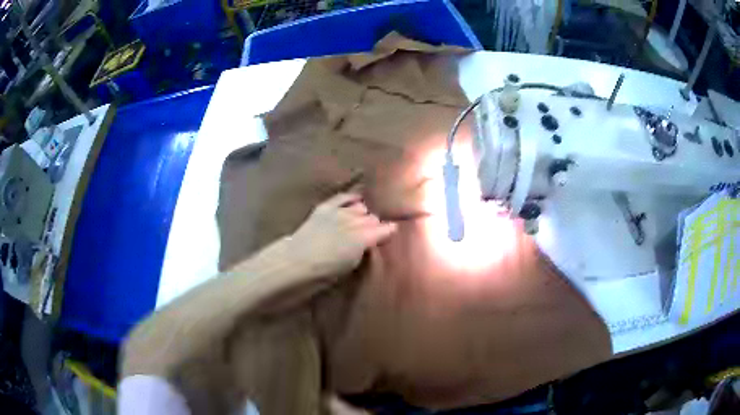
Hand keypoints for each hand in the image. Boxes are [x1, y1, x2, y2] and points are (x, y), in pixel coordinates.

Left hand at [288, 192, 396, 277]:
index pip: (385, 229)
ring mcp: (340, 211)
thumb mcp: (351, 264)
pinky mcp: (326, 207)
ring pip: (360, 207)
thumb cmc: (326, 271)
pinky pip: (343, 197)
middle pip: (372, 218)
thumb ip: (363, 249)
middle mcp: (355, 221)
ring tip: (360, 220)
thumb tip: (369, 241)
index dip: (389, 231)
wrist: (297, 260)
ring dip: (361, 215)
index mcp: (364, 238)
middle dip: (373, 225)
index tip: (390, 233)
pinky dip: (351, 198)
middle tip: (370, 232)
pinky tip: (356, 199)